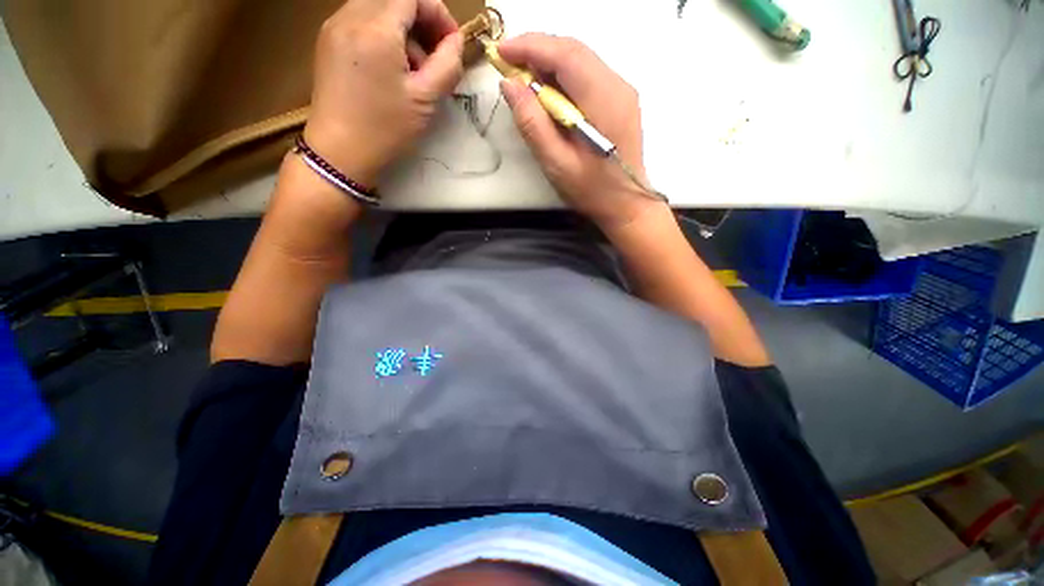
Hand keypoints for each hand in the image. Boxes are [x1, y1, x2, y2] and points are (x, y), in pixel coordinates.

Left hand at [303, 0, 465, 187]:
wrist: (340, 152)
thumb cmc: (386, 129)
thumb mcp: (426, 100)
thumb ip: (448, 65)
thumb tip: (456, 43)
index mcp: (375, 29)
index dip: (438, 12)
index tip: (451, 43)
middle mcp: (349, 16)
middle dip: (422, 19)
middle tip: (436, 56)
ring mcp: (334, 26)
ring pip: (377, 7)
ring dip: (403, 28)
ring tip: (414, 68)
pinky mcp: (328, 40)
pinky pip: (362, 20)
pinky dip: (384, 34)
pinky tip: (392, 68)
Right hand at [499, 34, 664, 229]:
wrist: (626, 204)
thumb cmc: (591, 190)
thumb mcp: (556, 162)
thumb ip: (532, 123)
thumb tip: (510, 84)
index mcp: (603, 100)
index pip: (565, 55)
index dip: (530, 47)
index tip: (501, 51)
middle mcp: (617, 85)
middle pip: (573, 50)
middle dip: (537, 51)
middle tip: (509, 64)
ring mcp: (622, 91)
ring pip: (580, 60)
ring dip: (549, 62)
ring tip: (524, 79)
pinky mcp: (620, 100)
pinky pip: (588, 75)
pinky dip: (564, 76)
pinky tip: (549, 93)